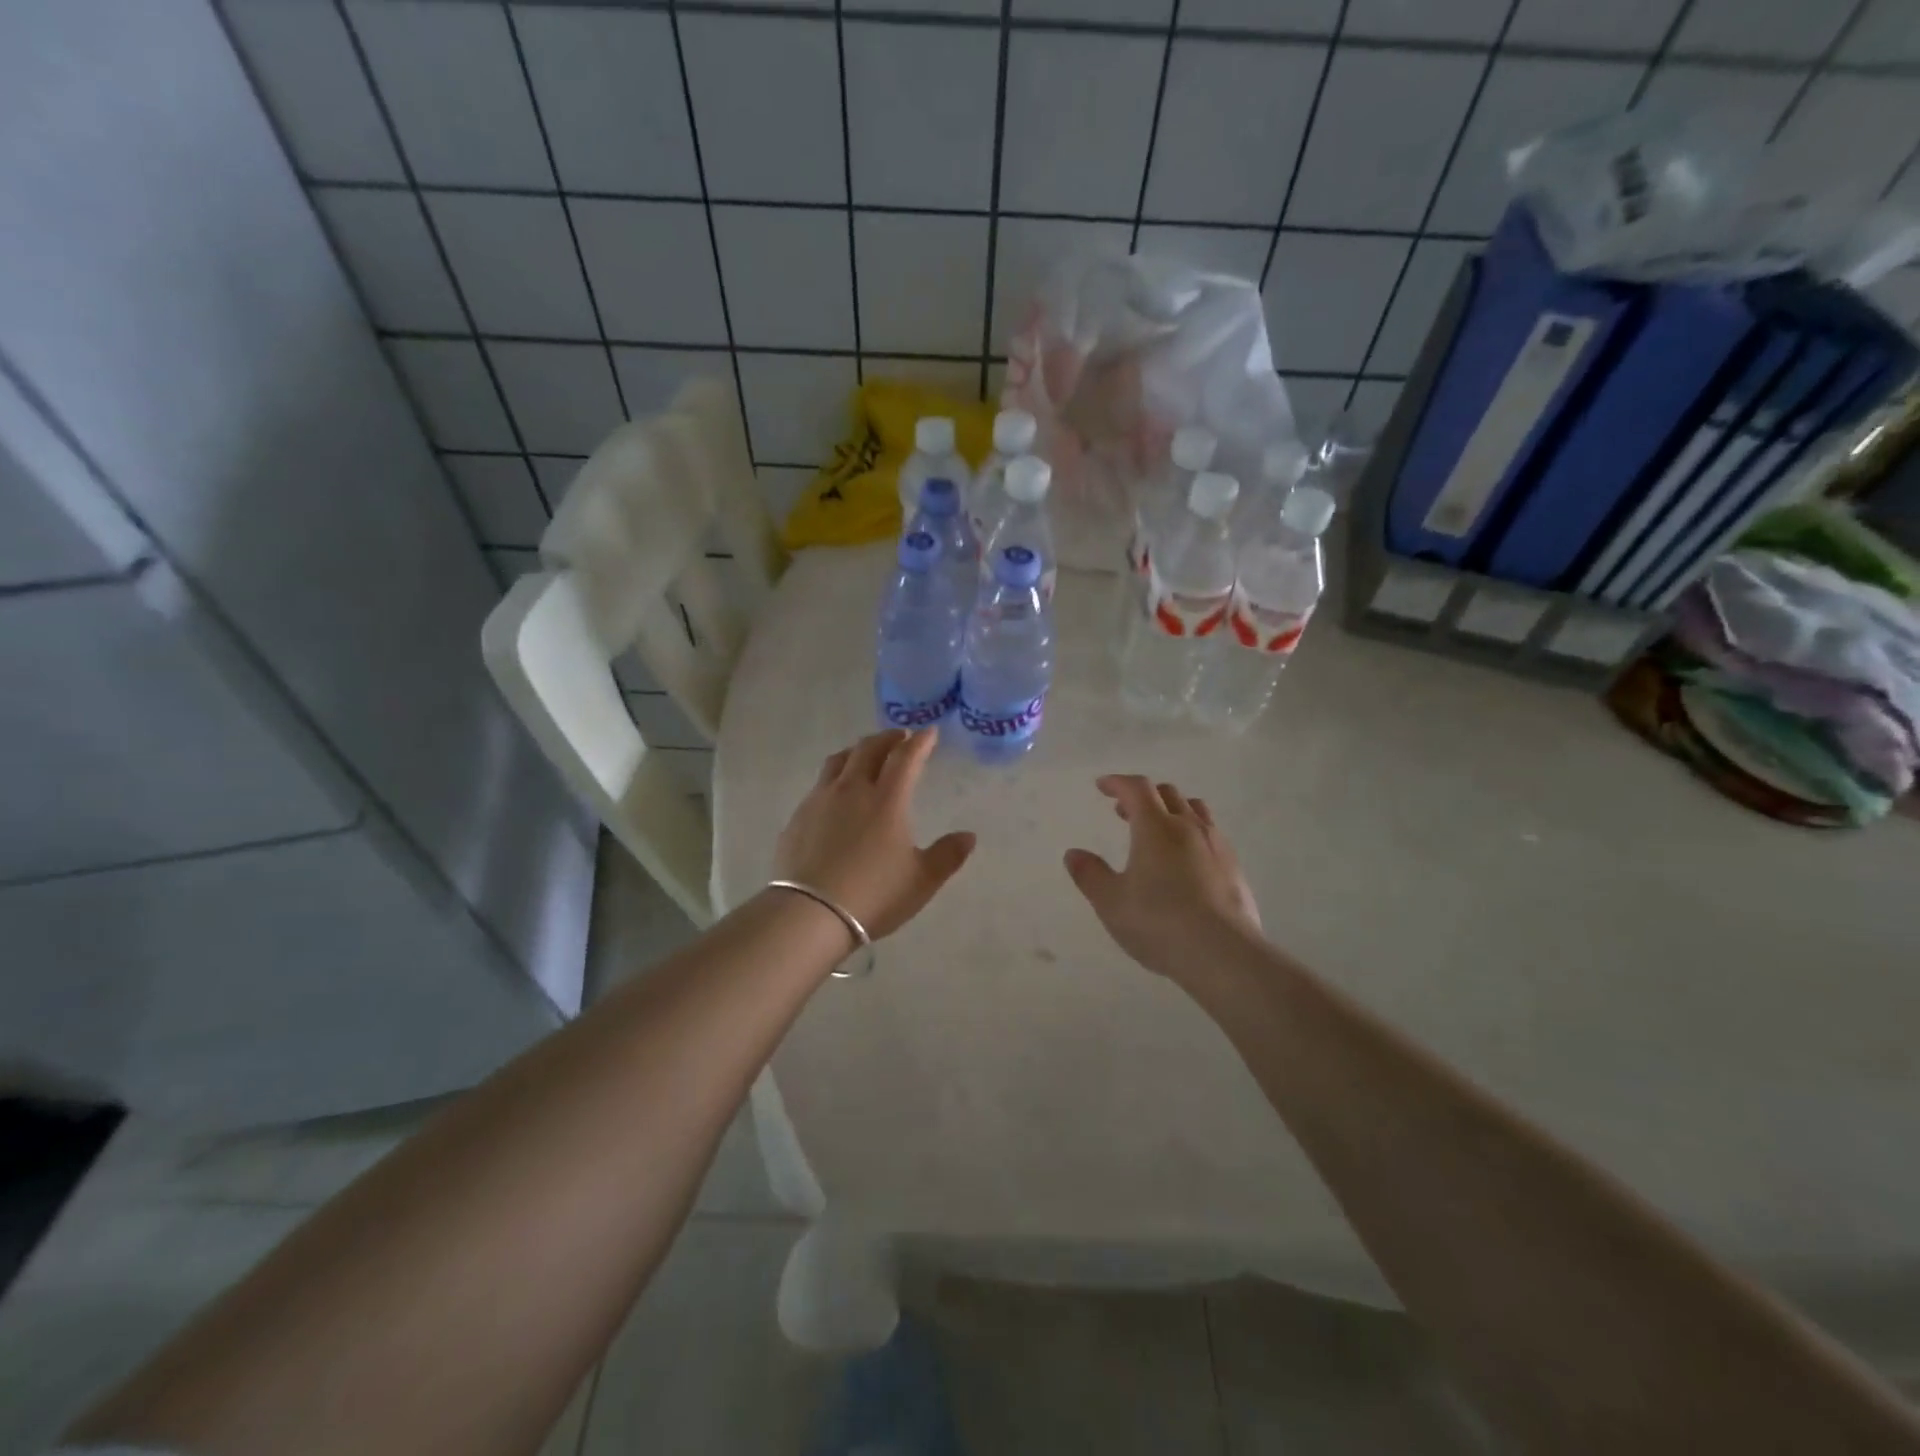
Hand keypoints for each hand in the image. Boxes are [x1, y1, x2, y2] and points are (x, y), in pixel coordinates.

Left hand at [774, 728, 975, 940]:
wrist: (810, 913)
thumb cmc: (874, 895)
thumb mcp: (921, 880)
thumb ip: (947, 856)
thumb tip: (969, 836)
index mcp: (887, 800)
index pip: (906, 757)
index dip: (920, 742)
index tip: (929, 732)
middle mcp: (852, 790)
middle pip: (869, 749)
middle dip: (888, 738)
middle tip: (900, 737)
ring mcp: (821, 800)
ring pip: (839, 760)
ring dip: (858, 751)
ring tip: (865, 755)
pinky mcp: (799, 816)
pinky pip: (820, 784)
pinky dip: (835, 777)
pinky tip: (836, 794)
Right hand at [1063, 775, 1261, 979]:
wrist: (1224, 954)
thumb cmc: (1159, 923)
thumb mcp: (1111, 903)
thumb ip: (1090, 875)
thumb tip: (1074, 854)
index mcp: (1156, 828)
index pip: (1136, 789)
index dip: (1117, 783)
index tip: (1102, 786)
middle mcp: (1189, 827)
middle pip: (1168, 794)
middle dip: (1143, 796)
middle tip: (1124, 812)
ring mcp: (1217, 846)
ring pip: (1195, 810)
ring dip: (1172, 810)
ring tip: (1158, 830)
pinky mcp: (1235, 869)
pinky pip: (1212, 836)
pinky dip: (1192, 834)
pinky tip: (1187, 861)